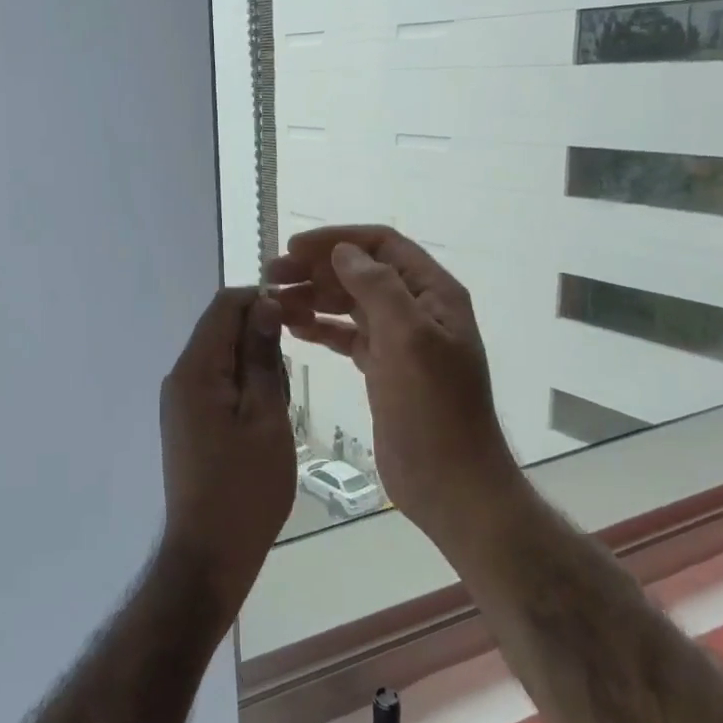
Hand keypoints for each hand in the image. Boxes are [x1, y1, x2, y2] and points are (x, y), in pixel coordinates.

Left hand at [159, 288, 296, 618]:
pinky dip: (243, 387)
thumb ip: (261, 357)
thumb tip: (264, 305)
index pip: (224, 306)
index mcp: (195, 370)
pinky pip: (216, 385)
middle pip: (220, 330)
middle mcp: (179, 378)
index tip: (301, 313)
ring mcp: (180, 402)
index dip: (262, 300)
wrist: (210, 553)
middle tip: (298, 366)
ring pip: (221, 358)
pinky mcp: (187, 422)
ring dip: (254, 364)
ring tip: (282, 402)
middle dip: (260, 333)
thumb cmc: (246, 486)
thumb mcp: (266, 416)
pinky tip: (266, 417)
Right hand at [270, 226, 521, 554]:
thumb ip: (377, 289)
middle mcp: (417, 310)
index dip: (338, 240)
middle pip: (362, 273)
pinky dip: (321, 329)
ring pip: (351, 305)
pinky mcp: (384, 371)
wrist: (451, 482)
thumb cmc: (433, 409)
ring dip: (314, 298)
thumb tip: (343, 252)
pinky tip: (293, 330)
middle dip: (318, 269)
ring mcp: (401, 342)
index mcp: (433, 294)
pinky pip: (348, 337)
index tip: (293, 248)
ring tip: (274, 304)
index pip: (382, 246)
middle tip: (272, 277)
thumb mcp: (409, 340)